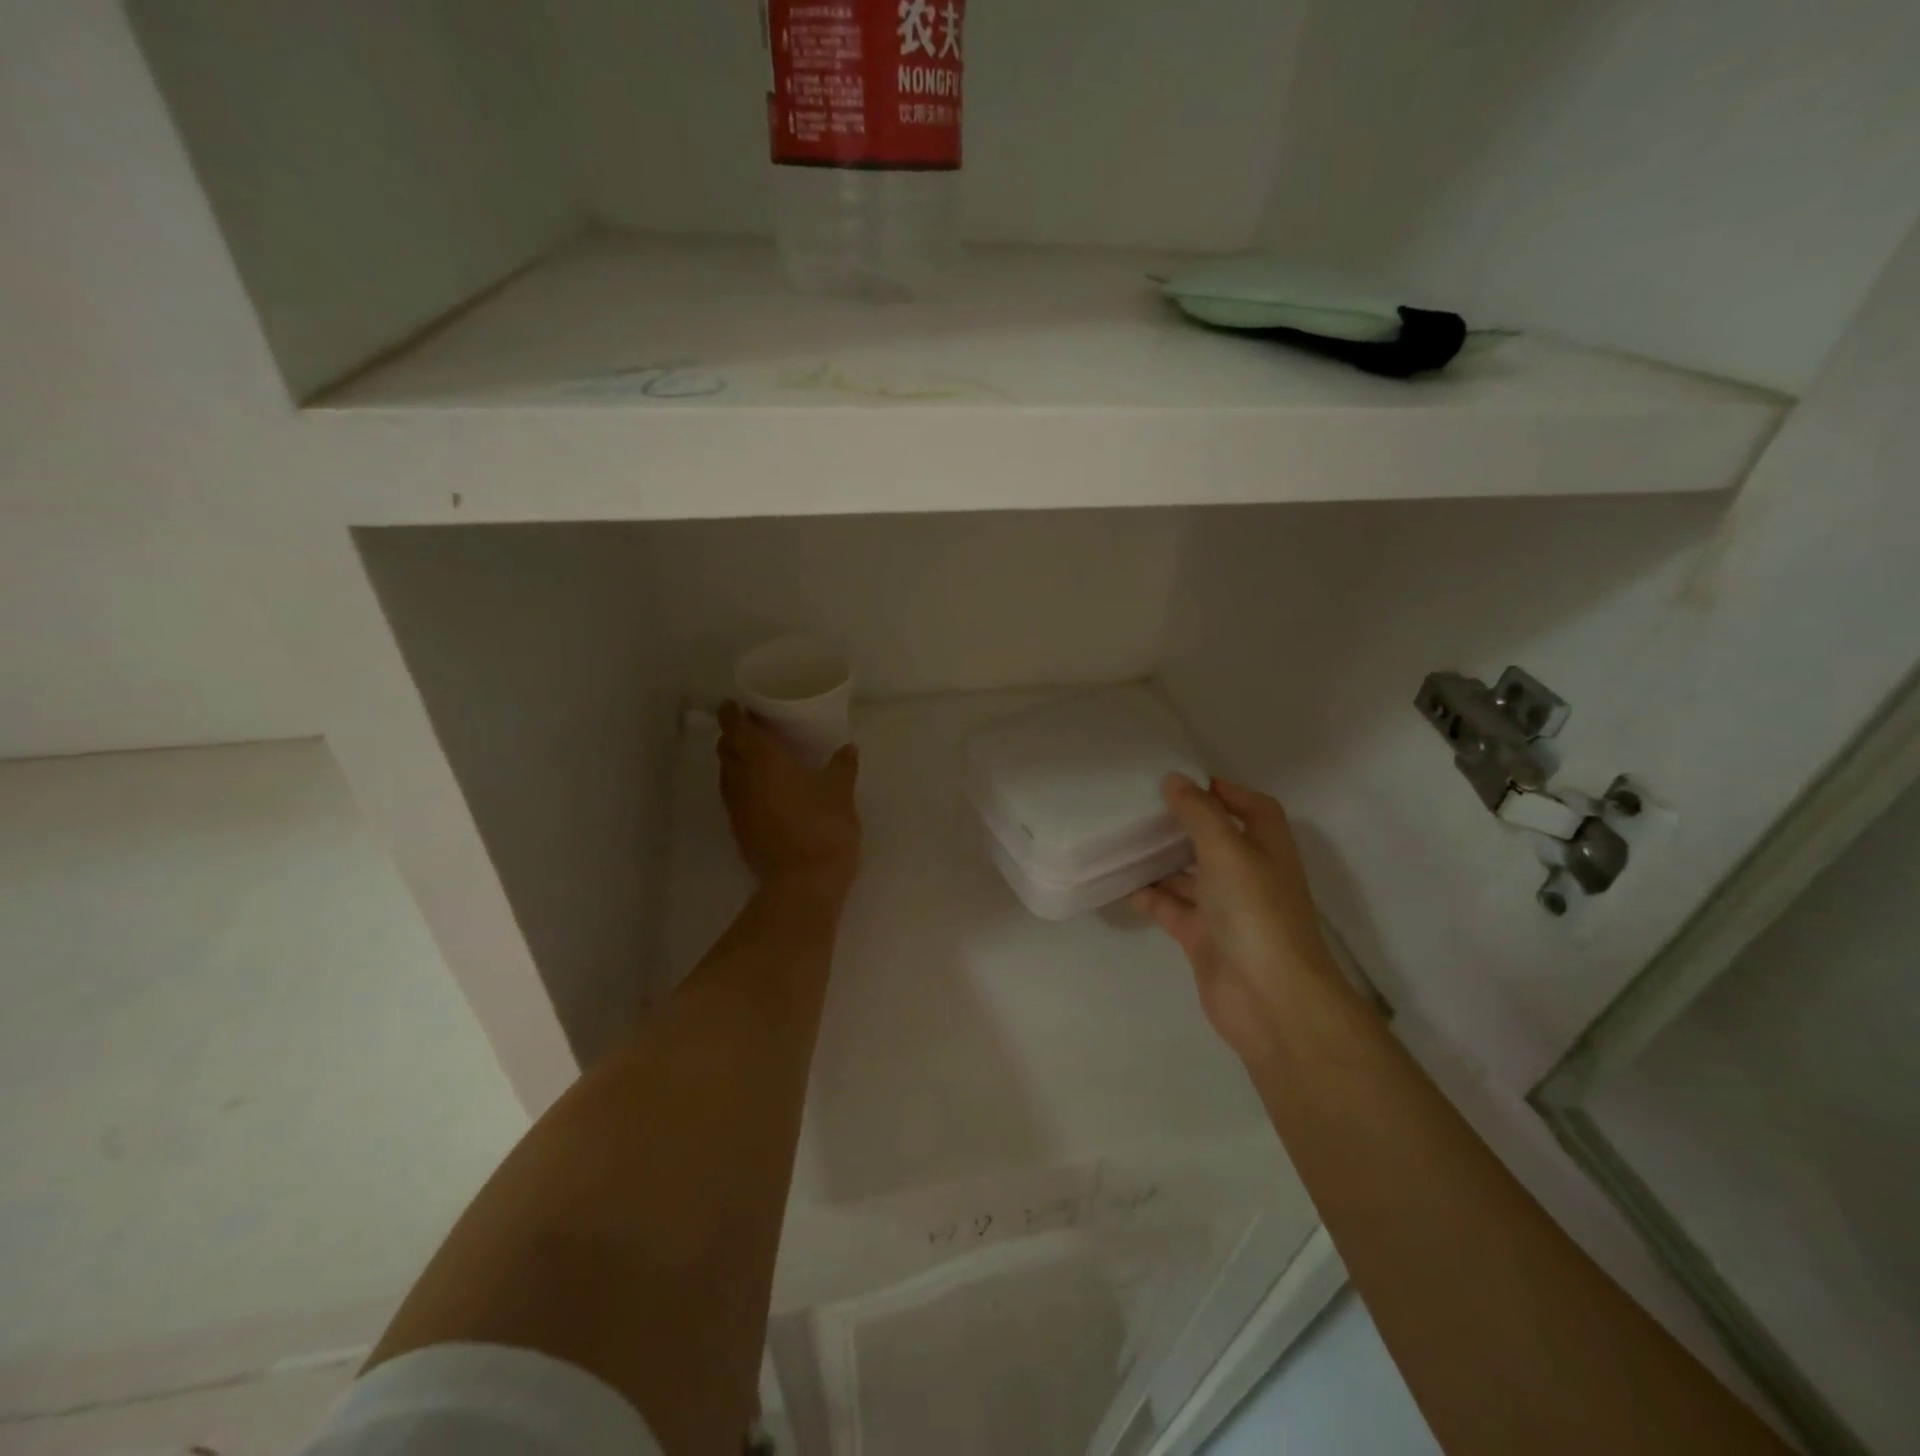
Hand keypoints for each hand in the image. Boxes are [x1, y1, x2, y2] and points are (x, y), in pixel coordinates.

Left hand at [717, 702, 861, 895]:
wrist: (803, 883)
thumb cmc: (823, 827)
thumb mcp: (840, 792)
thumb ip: (842, 766)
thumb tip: (848, 748)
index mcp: (763, 760)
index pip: (736, 727)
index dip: (733, 713)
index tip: (738, 705)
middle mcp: (741, 779)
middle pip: (725, 749)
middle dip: (733, 735)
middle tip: (753, 728)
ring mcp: (737, 807)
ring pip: (727, 774)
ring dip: (736, 761)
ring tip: (758, 757)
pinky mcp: (740, 830)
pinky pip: (734, 796)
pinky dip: (742, 785)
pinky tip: (764, 790)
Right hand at [1132, 774, 1338, 1060]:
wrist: (1269, 998)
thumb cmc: (1255, 912)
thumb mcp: (1228, 850)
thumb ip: (1199, 813)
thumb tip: (1174, 779)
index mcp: (1268, 849)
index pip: (1254, 808)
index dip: (1226, 792)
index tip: (1184, 781)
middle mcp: (1249, 876)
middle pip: (1217, 840)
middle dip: (1185, 824)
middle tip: (1143, 807)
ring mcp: (1226, 909)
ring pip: (1190, 875)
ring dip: (1163, 860)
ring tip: (1124, 838)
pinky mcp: (1203, 938)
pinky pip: (1172, 908)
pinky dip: (1150, 896)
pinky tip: (1123, 882)